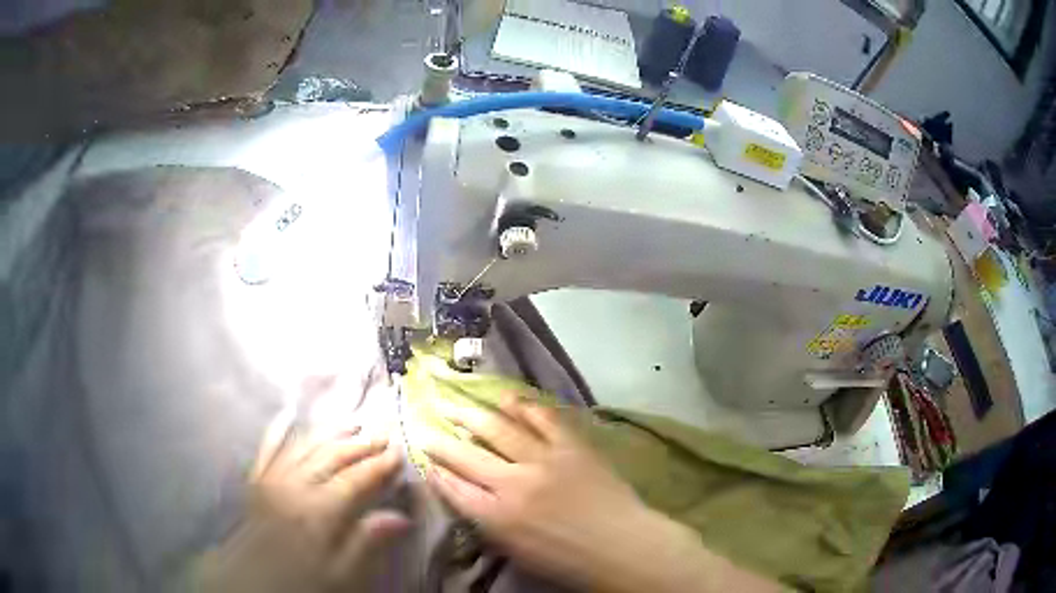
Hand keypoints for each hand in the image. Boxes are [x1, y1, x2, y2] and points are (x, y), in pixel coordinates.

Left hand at [199, 408, 406, 592]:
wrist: (255, 583)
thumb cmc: (304, 580)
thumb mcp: (342, 573)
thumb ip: (367, 542)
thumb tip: (401, 517)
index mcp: (319, 510)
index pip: (355, 479)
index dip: (379, 464)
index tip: (399, 452)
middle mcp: (294, 485)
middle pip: (331, 456)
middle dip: (360, 444)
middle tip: (383, 434)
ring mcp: (271, 478)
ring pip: (304, 445)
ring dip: (329, 432)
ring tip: (352, 424)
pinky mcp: (256, 480)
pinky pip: (267, 448)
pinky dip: (279, 430)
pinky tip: (288, 416)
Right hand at [422, 396, 781, 592]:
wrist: (622, 545)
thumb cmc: (569, 560)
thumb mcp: (517, 552)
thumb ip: (489, 523)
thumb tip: (470, 498)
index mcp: (497, 516)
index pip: (454, 488)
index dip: (435, 471)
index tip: (422, 455)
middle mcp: (513, 483)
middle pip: (467, 456)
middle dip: (441, 440)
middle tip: (425, 424)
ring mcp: (544, 459)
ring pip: (498, 429)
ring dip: (472, 415)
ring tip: (452, 402)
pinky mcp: (571, 445)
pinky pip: (542, 418)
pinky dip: (522, 406)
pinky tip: (505, 397)